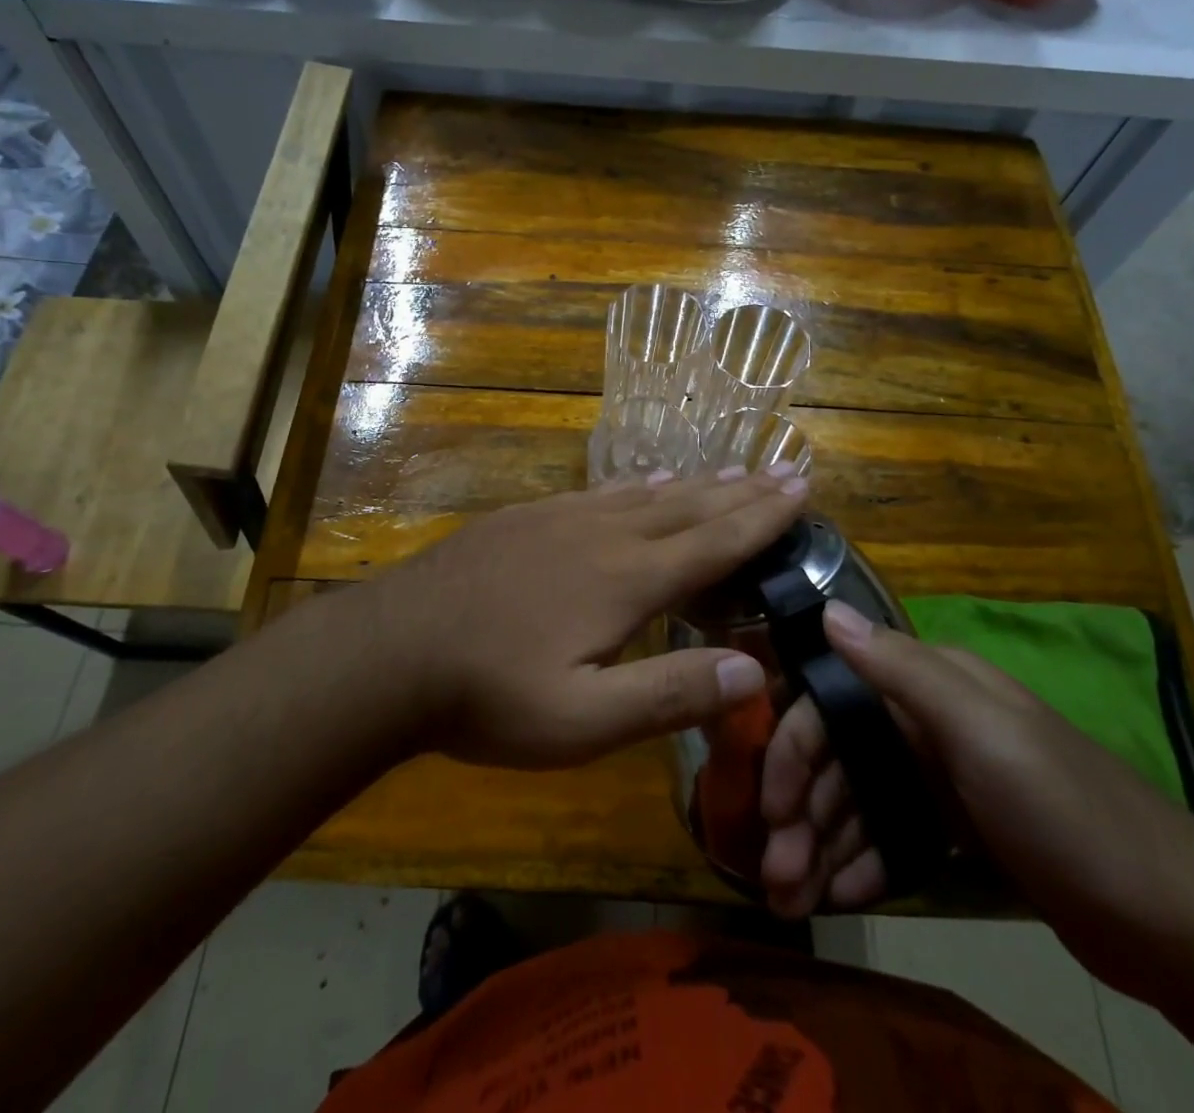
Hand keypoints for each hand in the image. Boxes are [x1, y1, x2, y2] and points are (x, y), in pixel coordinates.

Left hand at [362, 467, 807, 768]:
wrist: (392, 649)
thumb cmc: (489, 694)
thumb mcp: (582, 722)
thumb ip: (668, 695)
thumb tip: (754, 672)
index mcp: (625, 579)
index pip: (713, 542)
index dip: (761, 517)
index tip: (800, 488)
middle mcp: (602, 535)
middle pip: (686, 507)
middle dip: (739, 491)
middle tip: (781, 471)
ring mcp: (559, 519)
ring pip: (644, 494)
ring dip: (693, 484)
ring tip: (726, 472)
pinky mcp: (525, 518)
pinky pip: (598, 492)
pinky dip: (634, 485)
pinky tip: (640, 482)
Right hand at [760, 601, 1193, 998]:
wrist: (1177, 923)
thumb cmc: (1067, 811)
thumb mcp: (982, 732)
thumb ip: (900, 669)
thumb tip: (825, 608)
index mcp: (930, 685)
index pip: (831, 702)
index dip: (792, 750)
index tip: (769, 809)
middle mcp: (928, 720)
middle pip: (840, 757)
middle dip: (802, 813)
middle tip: (776, 876)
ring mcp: (943, 775)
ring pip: (860, 800)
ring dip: (823, 844)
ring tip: (796, 899)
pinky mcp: (959, 826)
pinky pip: (891, 835)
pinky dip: (864, 862)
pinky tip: (845, 894)